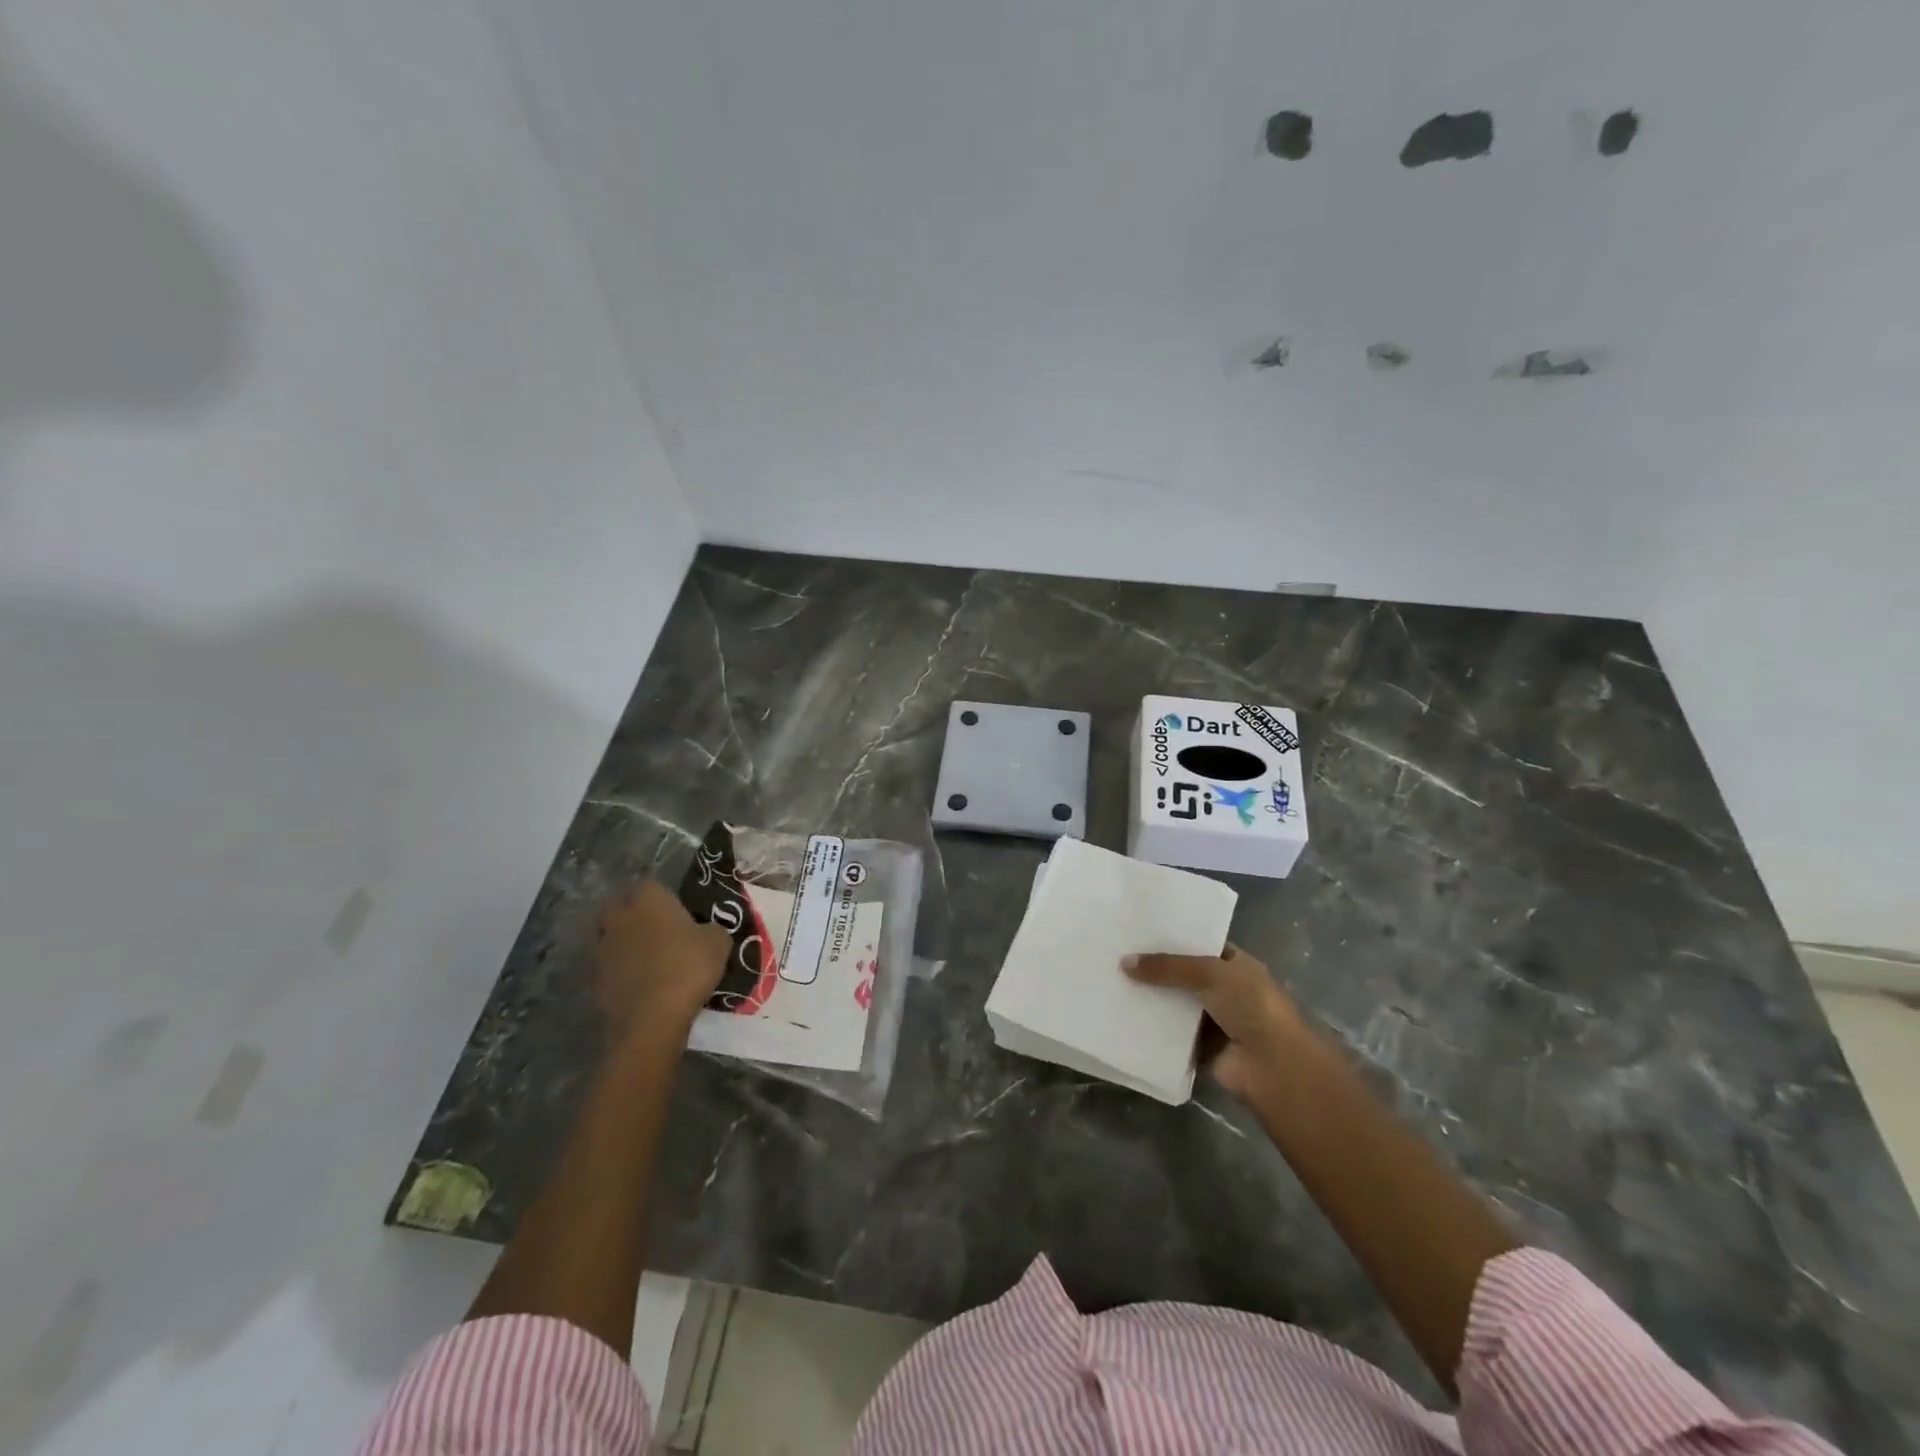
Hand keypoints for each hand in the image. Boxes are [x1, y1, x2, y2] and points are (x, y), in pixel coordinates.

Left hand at [594, 881, 731, 1041]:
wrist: (651, 1019)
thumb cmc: (688, 968)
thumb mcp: (718, 942)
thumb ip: (711, 929)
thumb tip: (706, 931)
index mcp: (648, 900)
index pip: (650, 885)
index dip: (664, 896)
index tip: (678, 910)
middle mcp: (620, 917)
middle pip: (621, 905)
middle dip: (635, 913)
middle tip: (659, 929)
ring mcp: (603, 948)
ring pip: (611, 934)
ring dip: (624, 941)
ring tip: (647, 957)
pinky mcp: (594, 978)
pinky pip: (608, 964)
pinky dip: (619, 969)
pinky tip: (638, 981)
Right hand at [1122, 945, 1307, 1102]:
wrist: (1273, 1065)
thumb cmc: (1250, 1006)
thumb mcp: (1208, 973)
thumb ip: (1167, 967)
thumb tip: (1124, 962)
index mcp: (1237, 965)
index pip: (1201, 945)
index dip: (1173, 939)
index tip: (1139, 932)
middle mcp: (1227, 990)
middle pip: (1184, 976)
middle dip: (1156, 970)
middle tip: (1117, 956)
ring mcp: (1215, 1021)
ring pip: (1176, 1005)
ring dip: (1152, 1000)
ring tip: (1113, 983)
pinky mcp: (1202, 1048)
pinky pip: (1171, 1034)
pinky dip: (1152, 1029)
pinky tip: (1123, 1017)